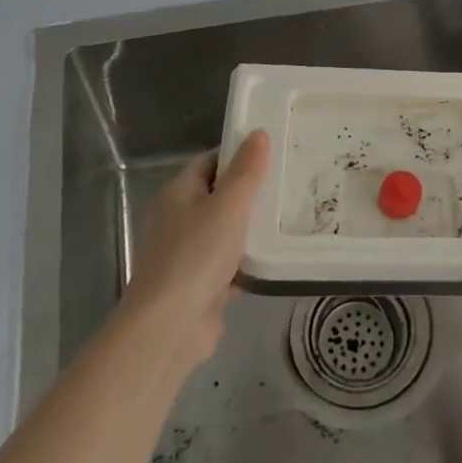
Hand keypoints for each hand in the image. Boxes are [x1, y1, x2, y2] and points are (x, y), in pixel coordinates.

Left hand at [119, 129, 269, 370]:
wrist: (169, 329)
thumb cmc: (196, 256)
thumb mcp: (228, 206)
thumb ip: (246, 171)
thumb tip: (258, 133)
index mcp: (178, 194)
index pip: (210, 161)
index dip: (239, 154)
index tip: (274, 150)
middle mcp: (179, 219)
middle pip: (219, 195)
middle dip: (251, 191)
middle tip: (290, 181)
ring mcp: (189, 254)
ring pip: (227, 230)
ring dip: (253, 227)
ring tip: (292, 214)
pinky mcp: (201, 284)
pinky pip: (231, 263)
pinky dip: (250, 260)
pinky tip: (279, 256)